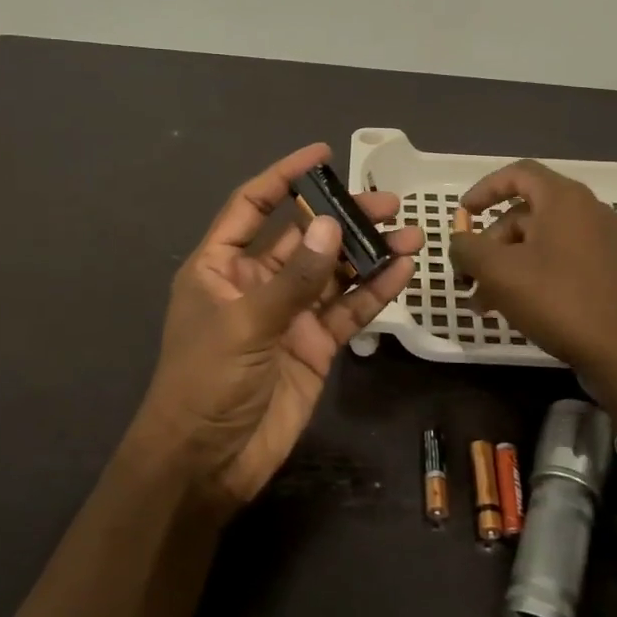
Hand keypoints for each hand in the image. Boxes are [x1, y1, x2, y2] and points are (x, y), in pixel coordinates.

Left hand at [132, 143, 422, 510]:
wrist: (207, 462)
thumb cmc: (206, 382)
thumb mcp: (246, 323)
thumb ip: (294, 277)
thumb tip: (330, 224)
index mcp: (221, 265)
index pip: (253, 206)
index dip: (284, 176)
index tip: (322, 153)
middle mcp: (256, 281)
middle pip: (304, 236)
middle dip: (344, 216)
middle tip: (389, 202)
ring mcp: (289, 314)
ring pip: (334, 272)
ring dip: (368, 252)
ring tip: (410, 232)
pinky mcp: (314, 345)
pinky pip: (347, 310)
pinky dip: (373, 292)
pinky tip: (402, 271)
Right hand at [448, 159, 616, 373]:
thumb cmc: (558, 299)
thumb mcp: (499, 271)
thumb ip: (468, 248)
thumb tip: (459, 242)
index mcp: (563, 198)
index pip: (518, 173)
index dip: (484, 189)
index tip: (463, 214)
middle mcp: (585, 211)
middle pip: (524, 213)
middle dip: (489, 243)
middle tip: (468, 276)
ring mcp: (600, 242)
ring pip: (538, 241)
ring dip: (505, 265)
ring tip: (483, 303)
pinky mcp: (606, 271)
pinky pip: (558, 260)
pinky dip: (530, 275)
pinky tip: (512, 308)